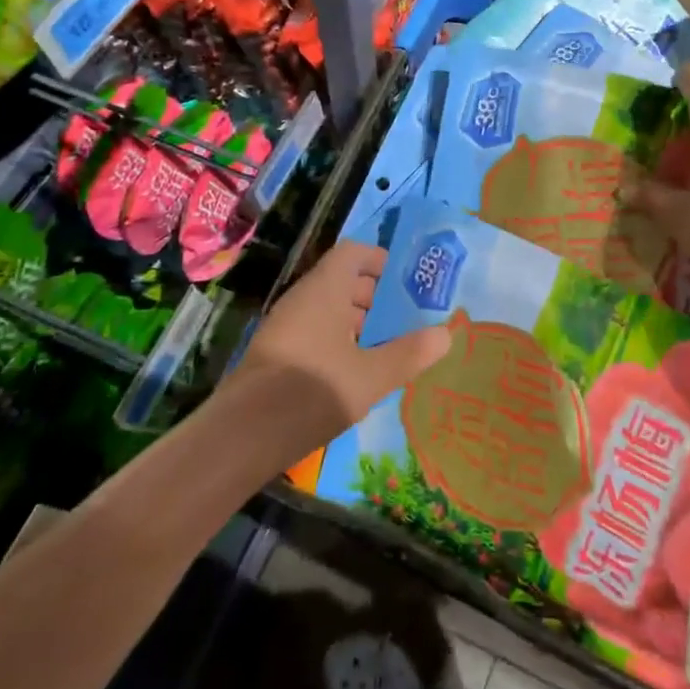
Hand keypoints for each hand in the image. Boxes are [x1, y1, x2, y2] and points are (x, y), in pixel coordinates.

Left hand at [226, 241, 449, 461]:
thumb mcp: (372, 376)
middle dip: (376, 296)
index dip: (380, 260)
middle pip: (343, 281)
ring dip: (359, 322)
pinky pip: (316, 332)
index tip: (407, 281)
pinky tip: (358, 372)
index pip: (353, 252)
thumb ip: (409, 353)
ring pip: (329, 310)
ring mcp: (287, 326)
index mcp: (325, 289)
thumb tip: (446, 334)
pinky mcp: (278, 354)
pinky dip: (340, 342)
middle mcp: (303, 298)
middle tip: (408, 318)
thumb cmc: (314, 390)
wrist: (243, 435)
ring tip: (389, 347)